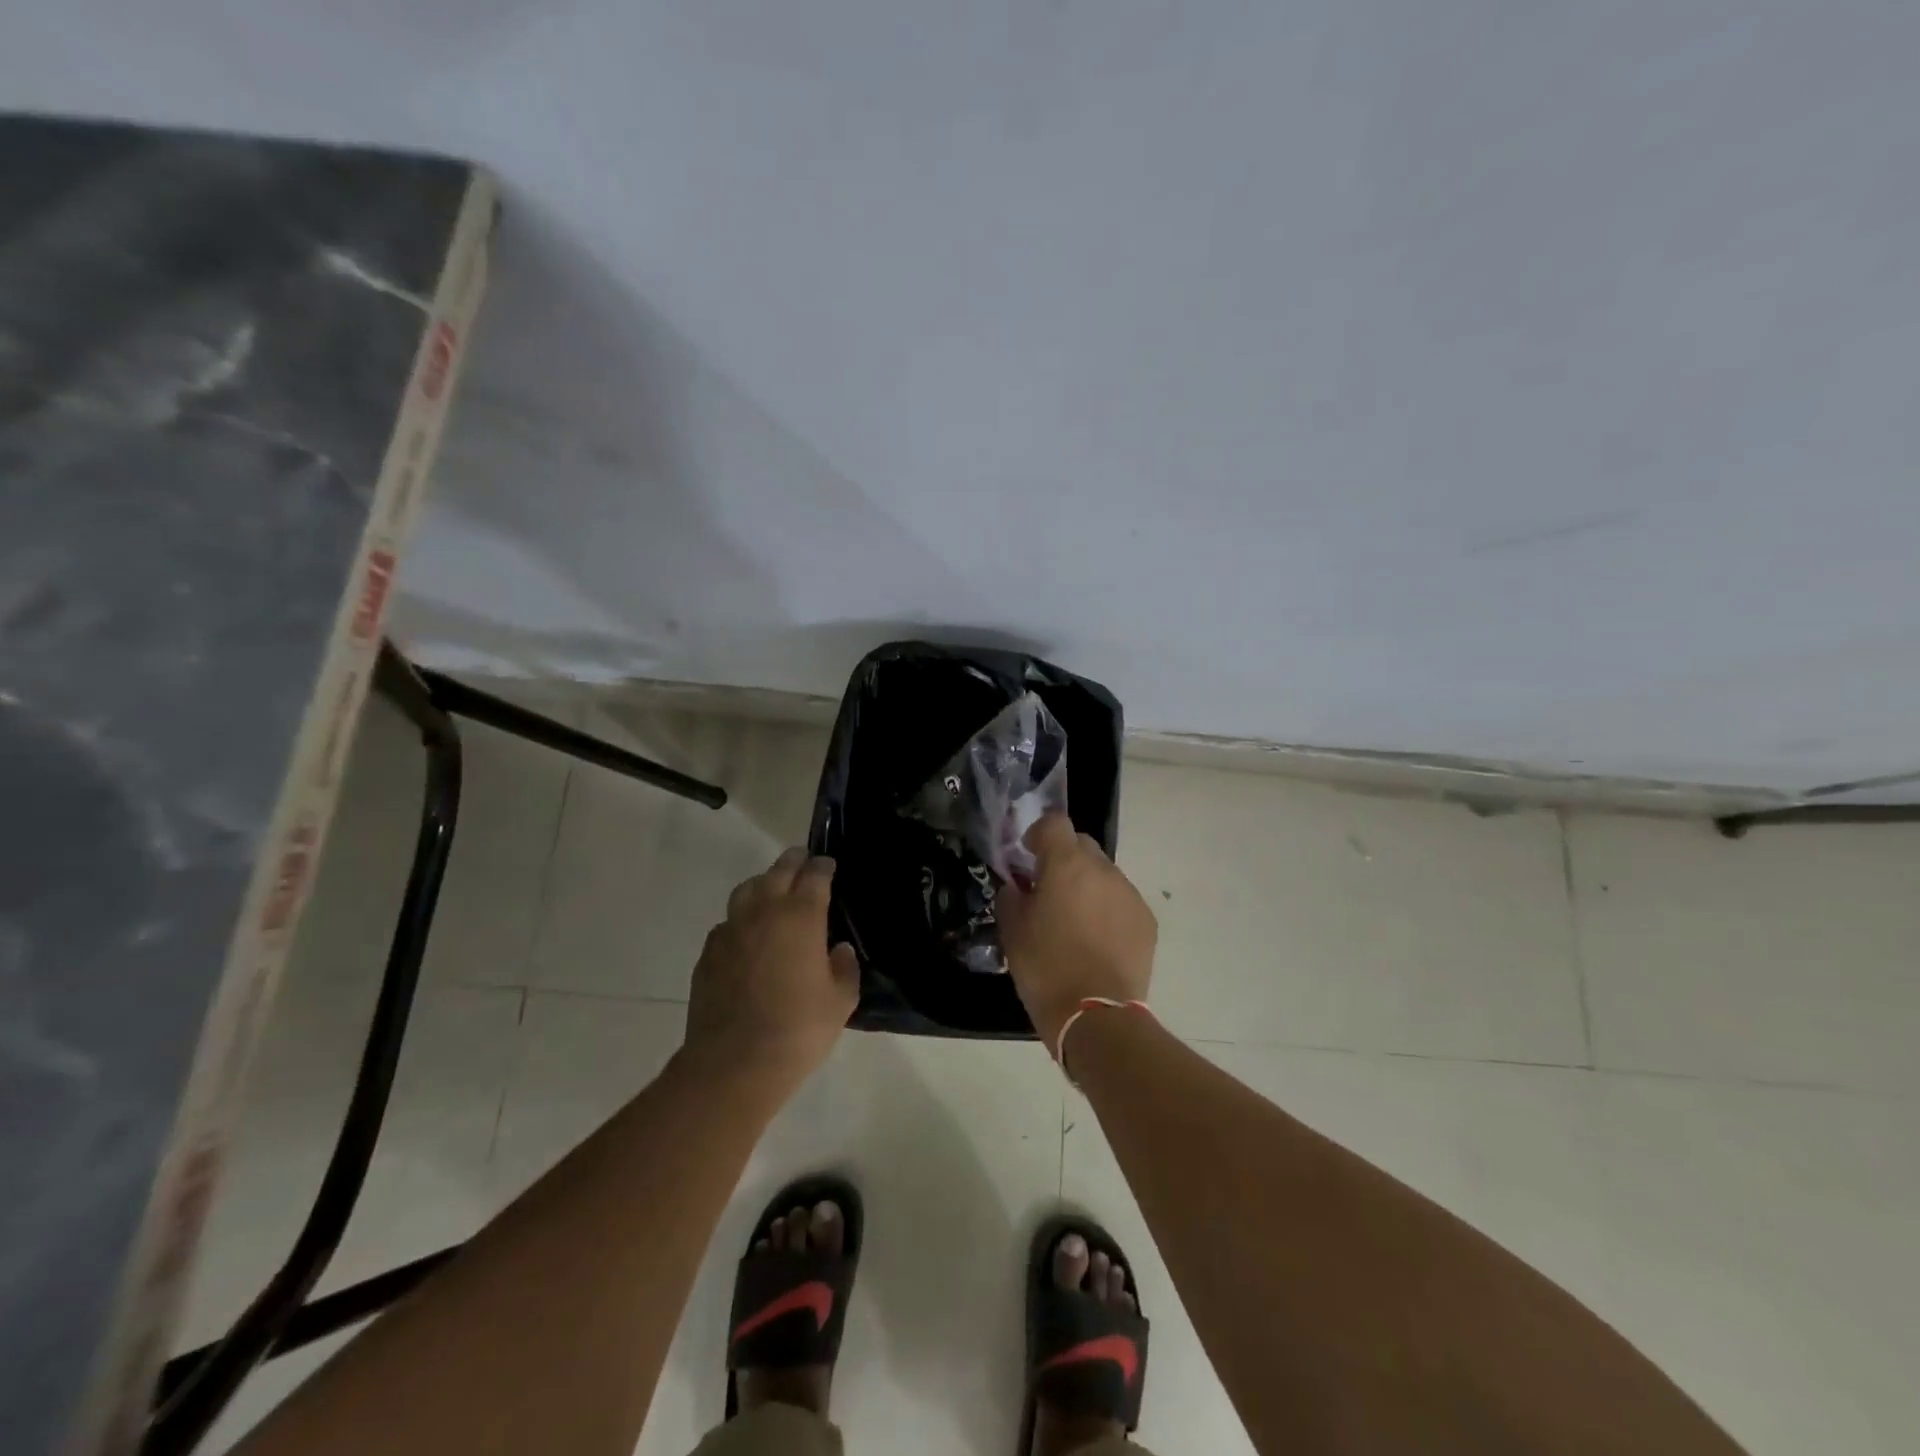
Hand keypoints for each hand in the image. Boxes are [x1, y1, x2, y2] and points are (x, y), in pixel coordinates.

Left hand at [682, 848, 859, 1092]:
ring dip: (763, 882)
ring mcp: (731, 930)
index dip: (823, 867)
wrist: (734, 1063)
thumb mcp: (840, 1001)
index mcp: (801, 916)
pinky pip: (728, 922)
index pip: (814, 876)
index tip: (828, 864)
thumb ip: (844, 968)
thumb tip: (838, 950)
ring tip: (772, 888)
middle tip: (802, 858)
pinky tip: (747, 933)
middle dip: (793, 861)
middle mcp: (764, 912)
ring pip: (747, 890)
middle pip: (778, 872)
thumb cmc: (799, 1029)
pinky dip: (741, 918)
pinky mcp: (708, 953)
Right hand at [996, 814, 1156, 1049]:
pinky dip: (1107, 908)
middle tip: (1049, 889)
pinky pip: (1122, 900)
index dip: (1039, 833)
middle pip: (1082, 845)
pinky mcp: (1146, 920)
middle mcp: (1102, 870)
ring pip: (1104, 874)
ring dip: (1087, 885)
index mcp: (1066, 865)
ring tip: (1076, 920)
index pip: (1054, 823)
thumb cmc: (1046, 969)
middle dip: (1064, 858)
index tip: (1029, 855)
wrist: (1097, 1016)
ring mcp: (1129, 894)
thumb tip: (1018, 887)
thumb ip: (1011, 897)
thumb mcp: (1012, 932)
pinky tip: (1098, 940)